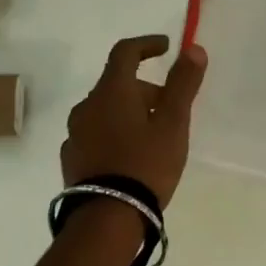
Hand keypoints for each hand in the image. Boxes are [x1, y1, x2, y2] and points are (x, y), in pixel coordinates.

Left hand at [62, 35, 206, 207]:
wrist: (106, 221)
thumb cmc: (145, 164)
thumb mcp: (173, 123)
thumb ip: (183, 83)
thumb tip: (193, 48)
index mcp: (112, 91)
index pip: (125, 52)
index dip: (146, 44)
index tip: (165, 47)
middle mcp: (87, 106)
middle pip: (116, 83)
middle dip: (144, 87)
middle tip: (170, 106)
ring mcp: (75, 134)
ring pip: (105, 109)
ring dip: (128, 111)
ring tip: (152, 134)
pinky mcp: (71, 159)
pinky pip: (95, 133)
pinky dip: (113, 132)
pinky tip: (129, 155)